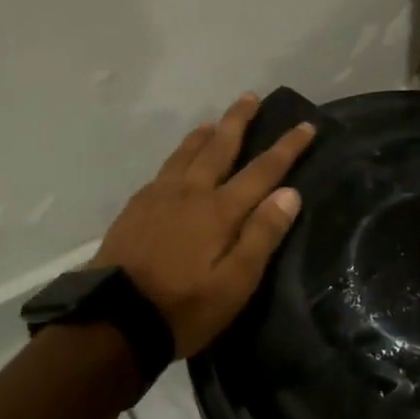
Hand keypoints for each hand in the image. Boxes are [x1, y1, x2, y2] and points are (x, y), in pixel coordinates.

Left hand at [94, 93, 314, 357]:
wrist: (114, 321)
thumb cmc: (184, 308)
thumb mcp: (235, 283)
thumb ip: (262, 235)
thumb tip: (290, 193)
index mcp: (220, 211)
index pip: (262, 170)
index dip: (286, 147)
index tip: (305, 126)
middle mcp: (191, 192)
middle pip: (219, 147)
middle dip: (238, 121)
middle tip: (250, 97)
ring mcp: (159, 197)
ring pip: (186, 153)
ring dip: (205, 134)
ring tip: (214, 122)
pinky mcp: (135, 207)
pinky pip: (164, 169)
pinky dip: (179, 155)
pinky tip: (177, 162)